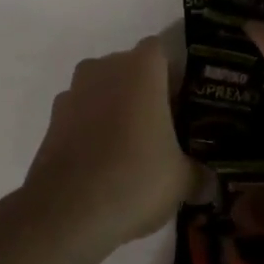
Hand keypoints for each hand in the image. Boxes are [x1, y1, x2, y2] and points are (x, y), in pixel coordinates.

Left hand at [21, 37, 200, 259]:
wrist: (66, 212)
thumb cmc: (134, 178)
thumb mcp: (181, 181)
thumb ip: (199, 174)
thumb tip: (210, 183)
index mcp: (141, 68)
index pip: (162, 51)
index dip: (174, 75)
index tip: (183, 104)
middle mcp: (105, 67)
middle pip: (131, 69)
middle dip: (146, 92)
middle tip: (164, 129)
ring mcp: (74, 91)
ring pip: (104, 90)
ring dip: (116, 109)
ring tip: (133, 149)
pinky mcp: (53, 119)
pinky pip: (82, 114)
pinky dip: (92, 129)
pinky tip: (104, 163)